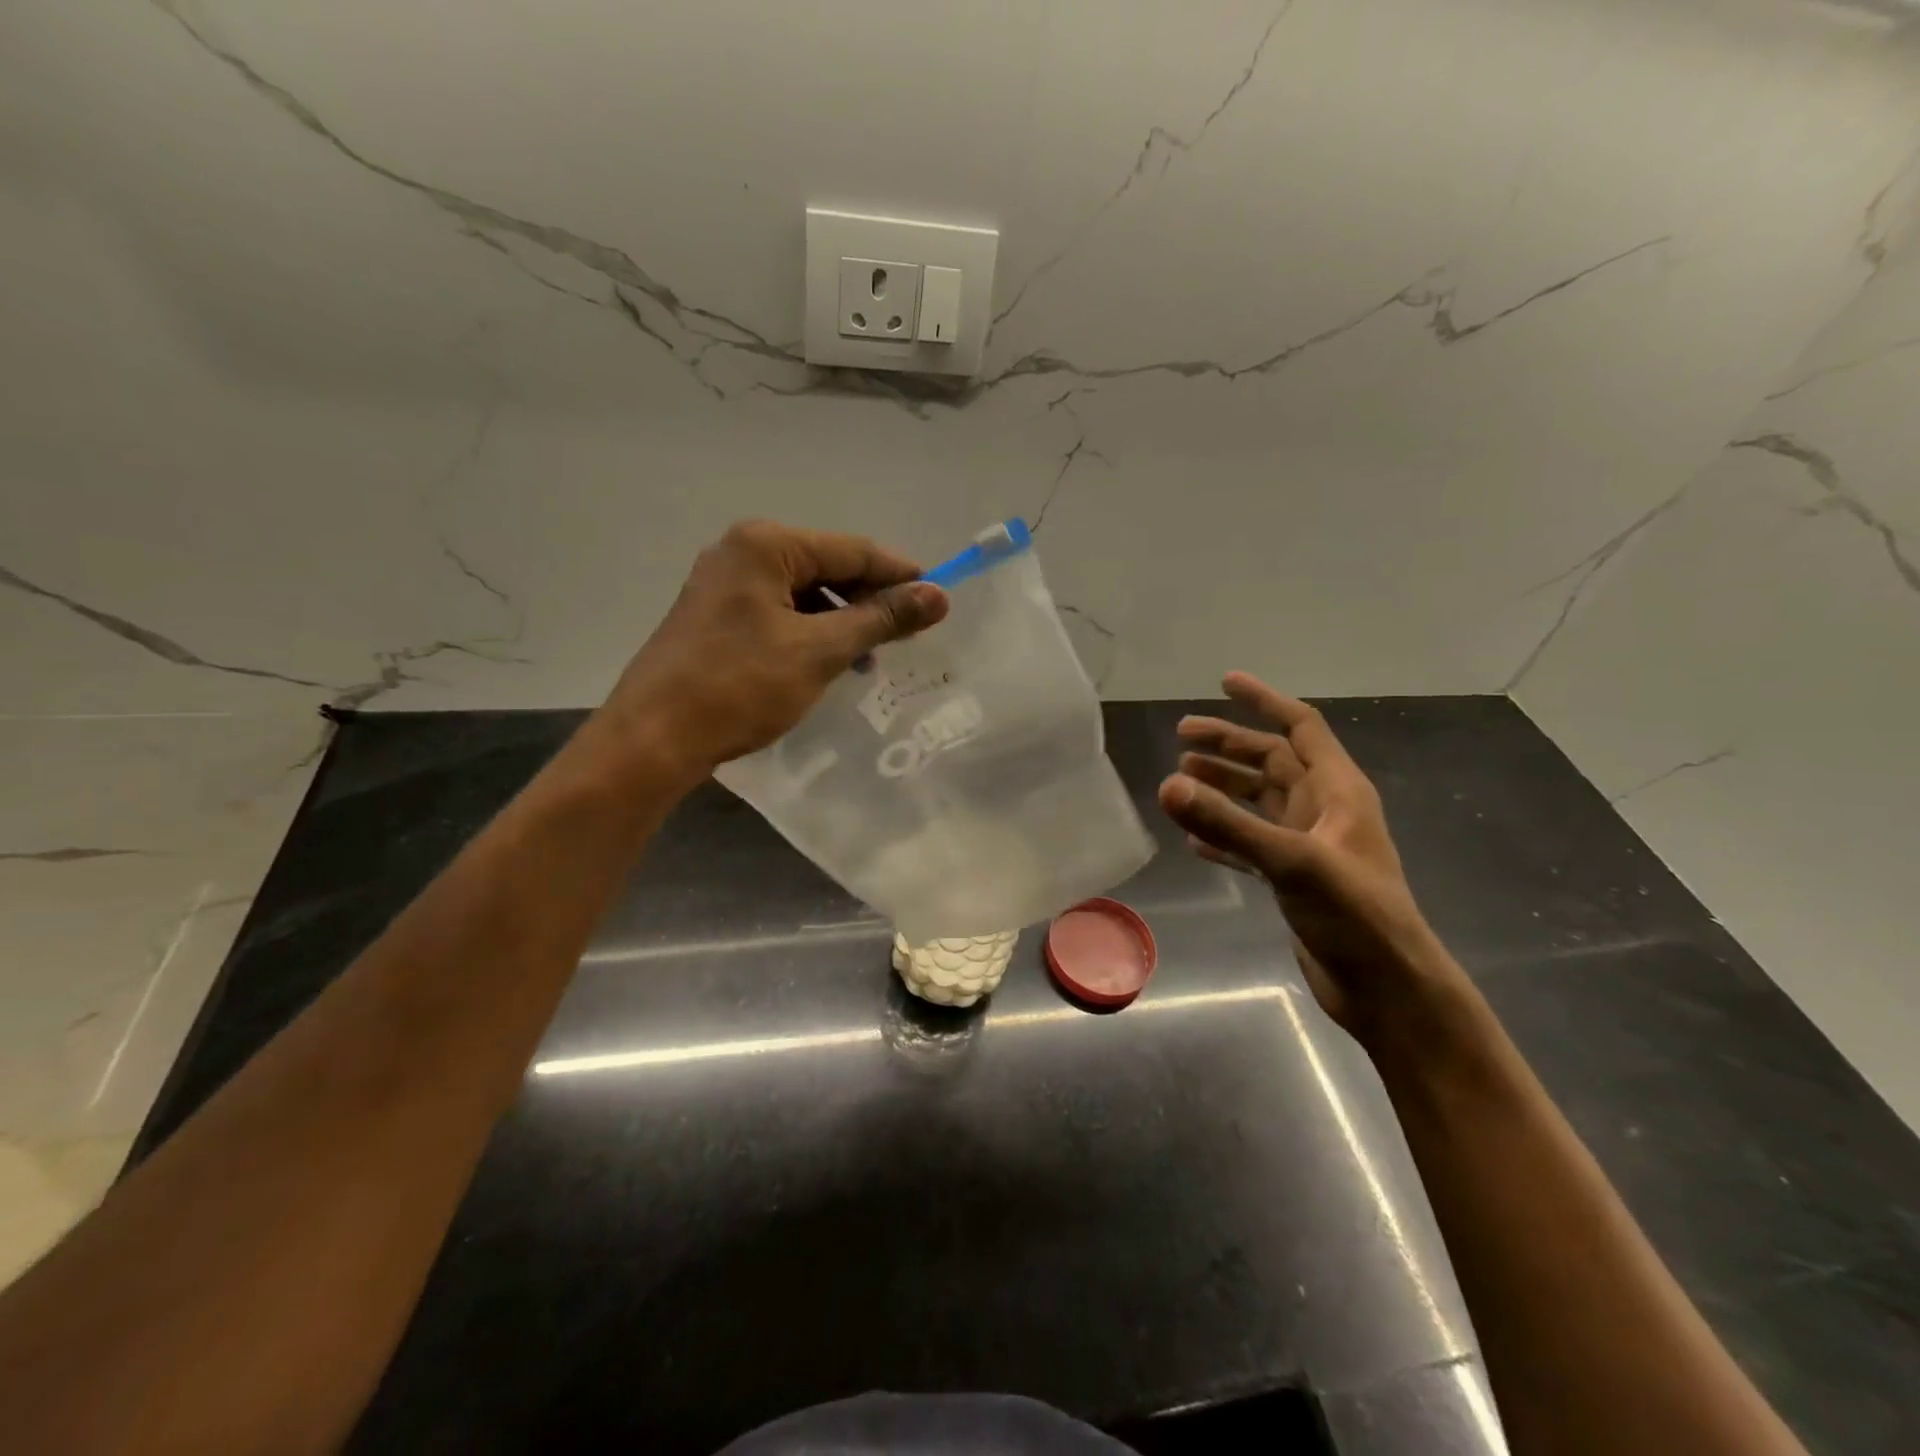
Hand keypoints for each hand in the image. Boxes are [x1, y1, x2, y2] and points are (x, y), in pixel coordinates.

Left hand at [591, 520, 948, 784]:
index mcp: (766, 544)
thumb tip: (939, 595)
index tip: (938, 603)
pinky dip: (811, 633)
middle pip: (828, 567)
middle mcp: (742, 551)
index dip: (900, 575)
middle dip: (869, 601)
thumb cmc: (740, 686)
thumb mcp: (820, 650)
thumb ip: (881, 618)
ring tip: (868, 659)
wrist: (654, 738)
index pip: (853, 549)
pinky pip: (780, 613)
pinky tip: (828, 662)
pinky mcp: (716, 616)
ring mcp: (724, 584)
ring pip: (804, 593)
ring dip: (841, 620)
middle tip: (907, 637)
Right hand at [1158, 672, 1459, 1041]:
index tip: (1225, 682)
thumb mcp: (1291, 861)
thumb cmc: (1354, 915)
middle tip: (1180, 738)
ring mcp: (1309, 846)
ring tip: (1179, 781)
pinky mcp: (1295, 880)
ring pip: (1259, 802)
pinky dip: (1224, 836)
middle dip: (1227, 746)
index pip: (1300, 728)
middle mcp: (1324, 811)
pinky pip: (1252, 844)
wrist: (1388, 989)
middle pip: (1271, 762)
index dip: (1264, 701)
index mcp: (1338, 791)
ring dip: (1222, 788)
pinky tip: (1193, 840)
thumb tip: (1167, 785)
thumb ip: (1229, 824)